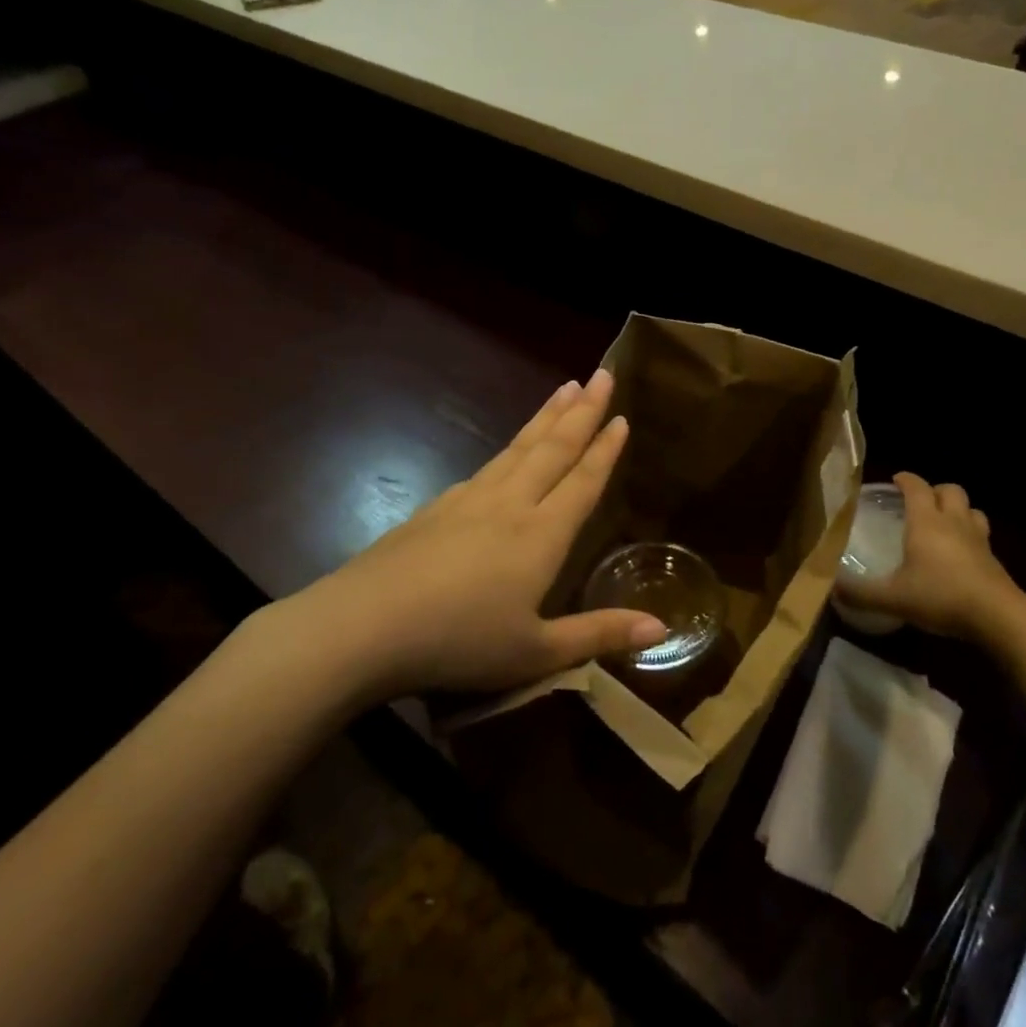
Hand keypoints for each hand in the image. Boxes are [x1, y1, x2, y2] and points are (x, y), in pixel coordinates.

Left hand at [277, 368, 665, 700]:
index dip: (605, 449)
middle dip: (581, 410)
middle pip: (552, 448)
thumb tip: (662, 628)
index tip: (621, 415)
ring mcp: (468, 501)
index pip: (582, 481)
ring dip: (545, 417)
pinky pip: (485, 468)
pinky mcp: (435, 509)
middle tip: (601, 373)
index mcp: (540, 536)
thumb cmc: (458, 643)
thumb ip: (599, 635)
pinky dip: (507, 450)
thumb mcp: (536, 653)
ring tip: (564, 389)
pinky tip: (505, 453)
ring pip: (517, 448)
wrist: (363, 626)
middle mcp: (509, 505)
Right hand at [836, 473, 1025, 643]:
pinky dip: (970, 535)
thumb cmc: (940, 596)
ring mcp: (978, 538)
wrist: (997, 616)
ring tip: (944, 524)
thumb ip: (860, 593)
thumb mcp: (892, 598)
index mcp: (926, 521)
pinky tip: (960, 553)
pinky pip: (982, 534)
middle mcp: (953, 522)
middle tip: (920, 503)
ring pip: (971, 509)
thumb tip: (831, 587)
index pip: (916, 487)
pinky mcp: (994, 558)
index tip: (895, 480)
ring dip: (958, 510)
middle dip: (935, 491)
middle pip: (950, 490)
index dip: (905, 479)